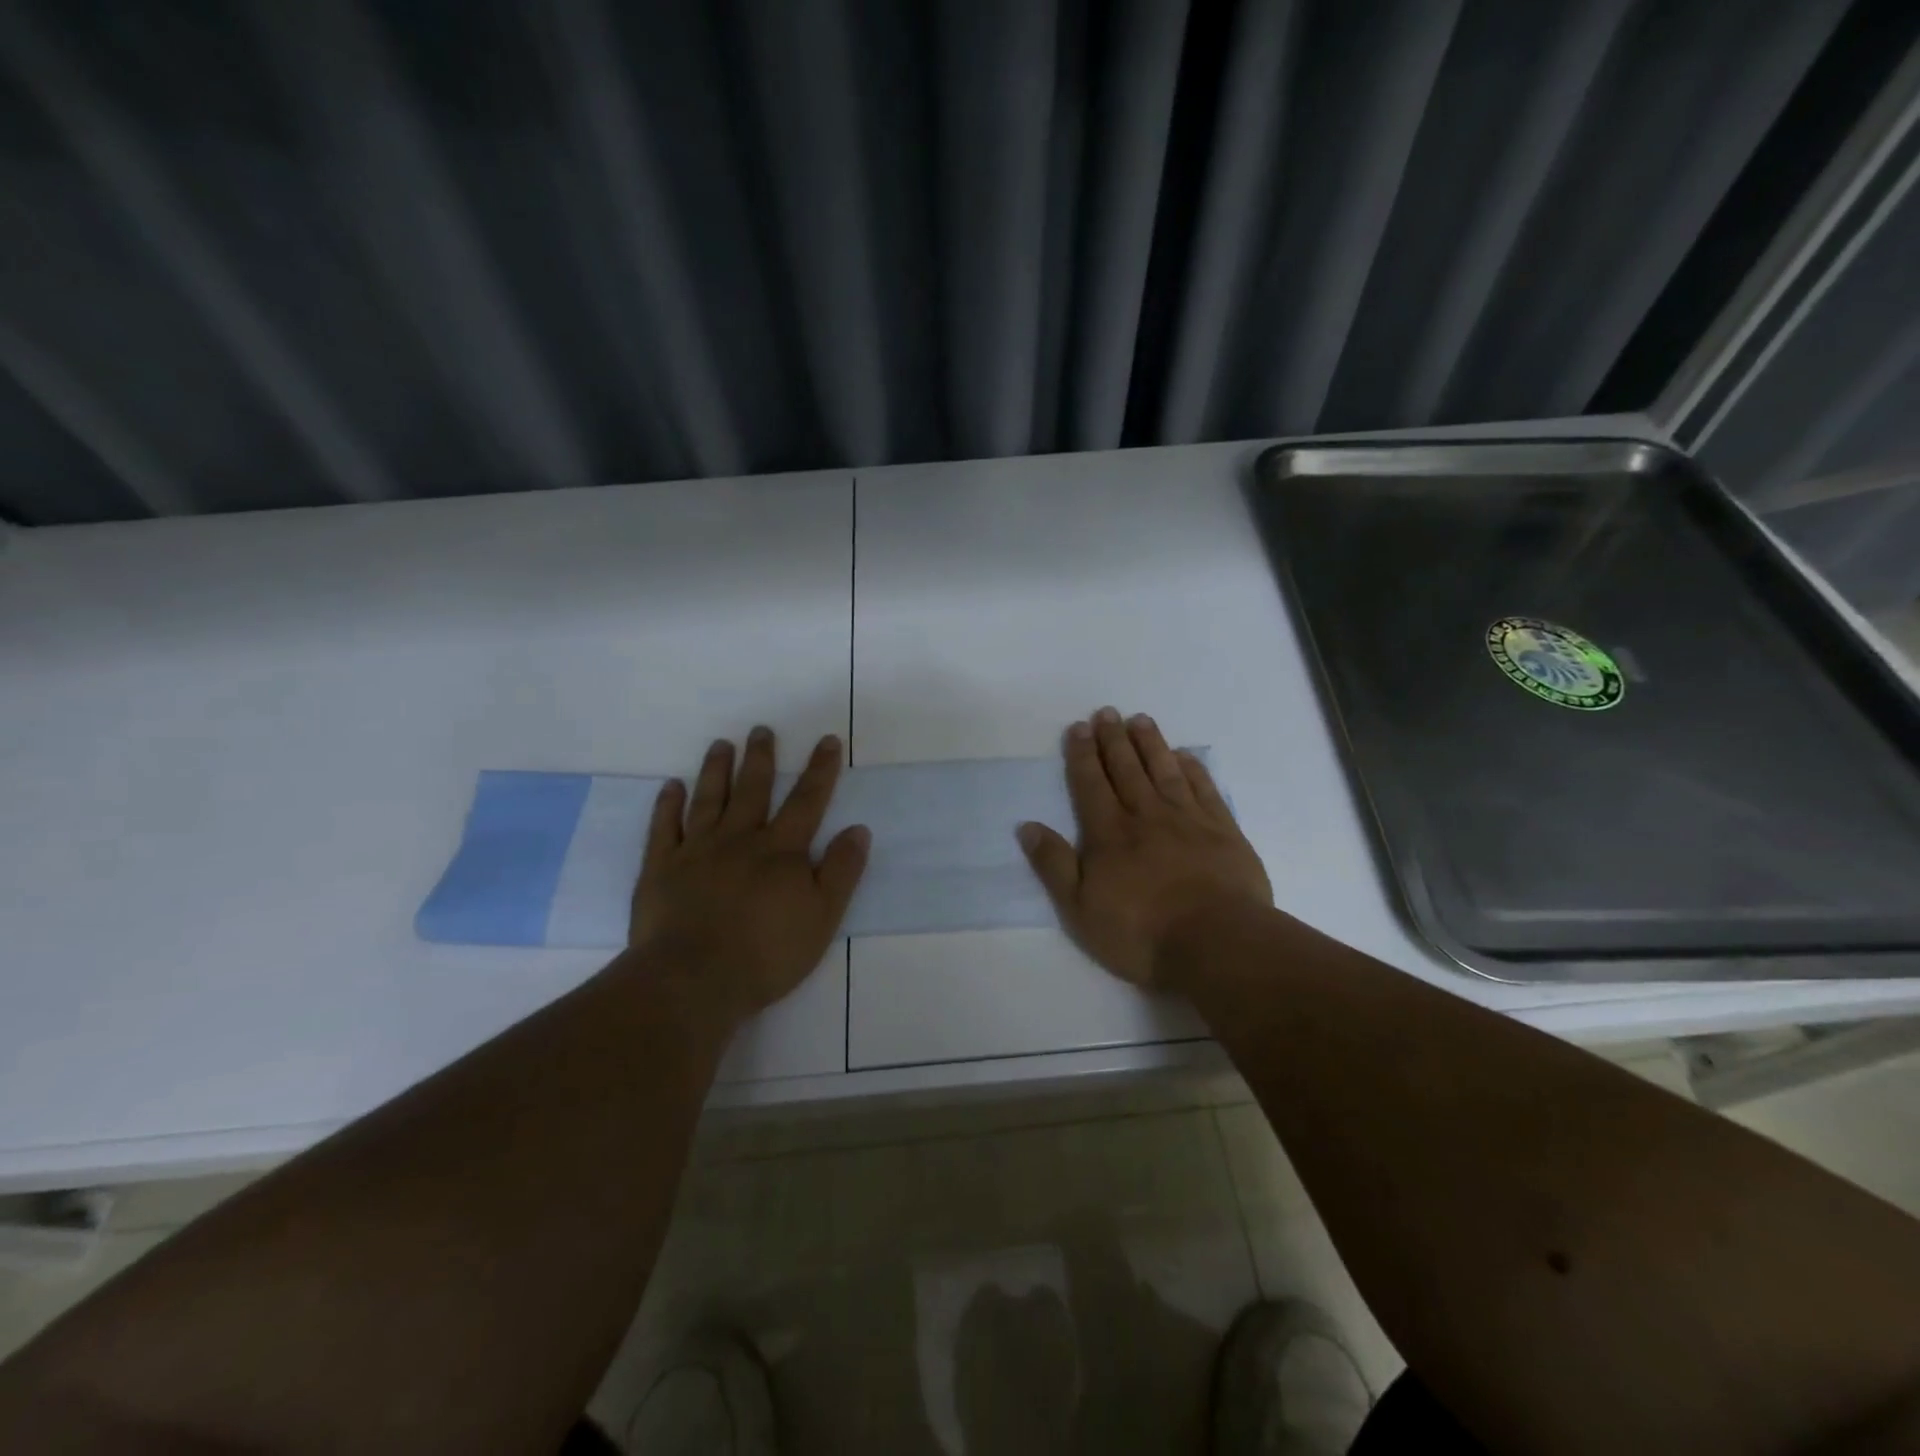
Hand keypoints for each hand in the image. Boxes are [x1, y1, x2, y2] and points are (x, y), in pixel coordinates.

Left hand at [630, 727, 869, 1026]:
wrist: (693, 980)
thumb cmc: (766, 953)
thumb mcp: (822, 917)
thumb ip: (841, 871)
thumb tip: (858, 829)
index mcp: (780, 851)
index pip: (806, 801)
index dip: (819, 770)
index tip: (826, 740)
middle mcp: (739, 839)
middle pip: (753, 790)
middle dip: (760, 758)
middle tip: (761, 729)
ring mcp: (696, 851)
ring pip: (708, 800)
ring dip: (716, 770)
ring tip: (720, 745)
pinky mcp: (660, 869)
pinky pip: (664, 828)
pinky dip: (667, 805)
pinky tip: (671, 786)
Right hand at [1018, 707, 1271, 989]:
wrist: (1216, 942)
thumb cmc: (1141, 932)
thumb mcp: (1080, 909)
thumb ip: (1054, 865)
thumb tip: (1027, 826)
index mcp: (1109, 833)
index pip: (1091, 784)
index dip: (1082, 755)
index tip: (1078, 728)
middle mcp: (1146, 815)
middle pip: (1127, 769)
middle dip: (1113, 739)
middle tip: (1106, 712)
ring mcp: (1188, 820)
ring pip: (1165, 771)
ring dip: (1151, 743)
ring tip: (1140, 719)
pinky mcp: (1223, 831)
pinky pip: (1205, 789)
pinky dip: (1194, 769)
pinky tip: (1185, 755)